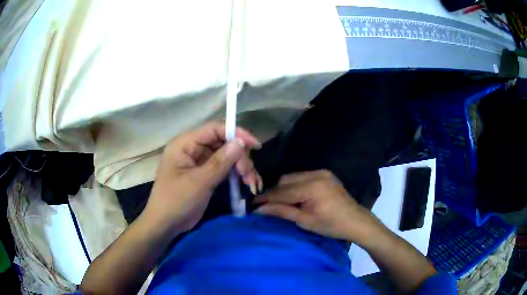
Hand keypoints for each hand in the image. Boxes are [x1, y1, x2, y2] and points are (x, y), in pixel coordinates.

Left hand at [142, 121, 262, 233]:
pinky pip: (225, 169)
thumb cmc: (176, 201)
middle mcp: (193, 148)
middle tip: (250, 175)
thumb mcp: (199, 182)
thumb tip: (241, 143)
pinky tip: (248, 184)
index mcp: (185, 144)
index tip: (255, 146)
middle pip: (223, 143)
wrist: (166, 225)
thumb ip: (220, 162)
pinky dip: (237, 175)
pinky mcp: (205, 174)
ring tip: (252, 183)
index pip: (214, 129)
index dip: (236, 133)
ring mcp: (199, 162)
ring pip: (227, 156)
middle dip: (240, 157)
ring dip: (242, 168)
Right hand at [254, 170, 380, 242]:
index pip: (282, 191)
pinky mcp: (324, 174)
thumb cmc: (331, 225)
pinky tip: (292, 196)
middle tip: (265, 205)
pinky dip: (294, 185)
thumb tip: (259, 209)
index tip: (252, 204)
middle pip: (286, 180)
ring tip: (277, 201)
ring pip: (293, 177)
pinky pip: (302, 177)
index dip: (266, 198)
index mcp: (311, 187)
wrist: (355, 220)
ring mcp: (321, 172)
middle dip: (274, 192)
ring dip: (283, 188)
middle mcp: (315, 174)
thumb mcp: (304, 221)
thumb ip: (281, 211)